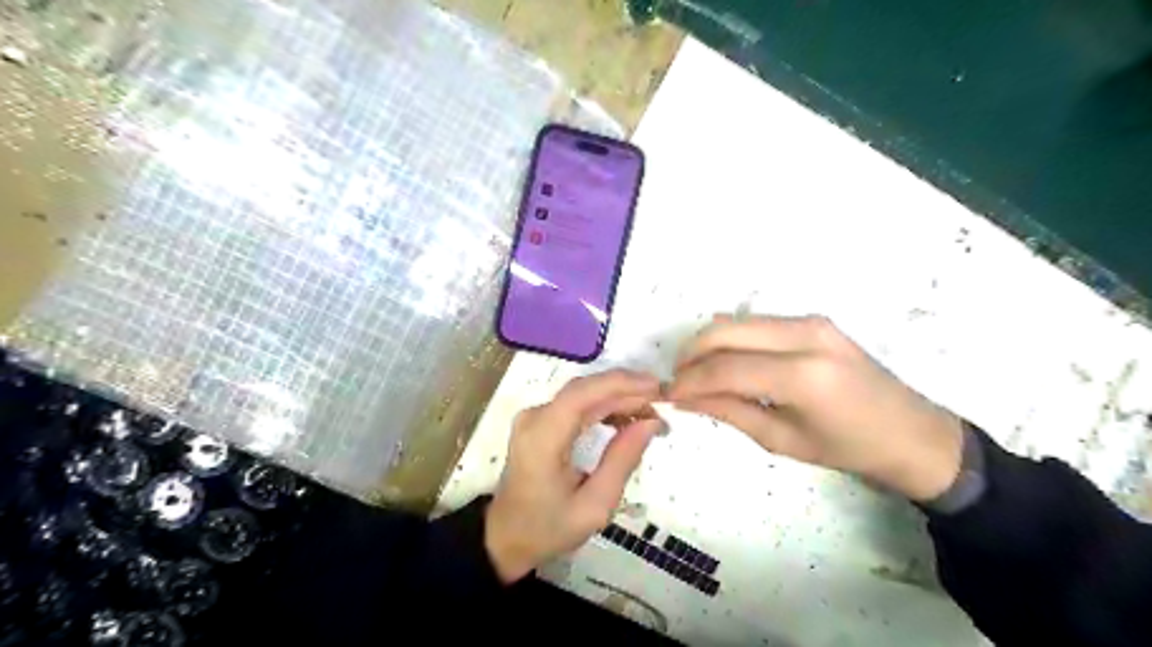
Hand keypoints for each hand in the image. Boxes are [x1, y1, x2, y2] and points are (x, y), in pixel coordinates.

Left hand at [484, 369, 666, 579]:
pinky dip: (603, 406)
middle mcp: (535, 417)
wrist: (506, 536)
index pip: (583, 394)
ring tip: (650, 411)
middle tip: (662, 403)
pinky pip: (576, 405)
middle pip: (585, 390)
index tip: (657, 387)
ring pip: (583, 394)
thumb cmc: (548, 527)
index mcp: (543, 437)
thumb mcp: (594, 505)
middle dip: (626, 391)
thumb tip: (650, 422)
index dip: (621, 384)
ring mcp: (535, 417)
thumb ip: (622, 460)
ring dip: (618, 397)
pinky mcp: (540, 421)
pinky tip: (626, 418)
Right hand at [667, 316, 964, 501]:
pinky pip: (756, 323)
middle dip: (691, 354)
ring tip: (698, 373)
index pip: (726, 368)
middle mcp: (805, 336)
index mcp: (803, 376)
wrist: (911, 432)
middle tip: (678, 379)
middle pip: (724, 331)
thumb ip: (730, 412)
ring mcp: (811, 321)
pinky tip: (727, 362)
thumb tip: (686, 398)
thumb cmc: (848, 448)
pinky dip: (732, 339)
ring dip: (709, 344)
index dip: (690, 381)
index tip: (668, 394)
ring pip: (736, 321)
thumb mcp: (782, 440)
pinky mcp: (813, 319)